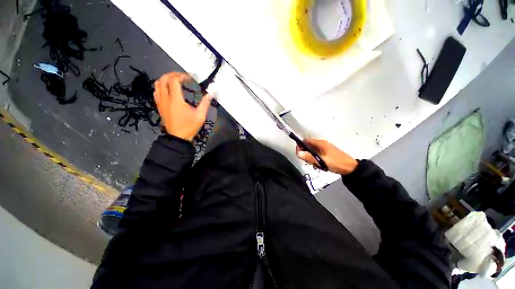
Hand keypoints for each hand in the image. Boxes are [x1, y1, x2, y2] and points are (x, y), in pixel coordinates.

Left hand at [154, 72, 211, 141]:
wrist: (178, 138)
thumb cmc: (189, 126)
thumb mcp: (200, 116)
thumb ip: (205, 103)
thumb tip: (211, 94)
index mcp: (176, 100)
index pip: (174, 81)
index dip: (182, 76)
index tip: (190, 78)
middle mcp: (165, 98)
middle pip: (163, 79)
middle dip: (173, 75)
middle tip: (183, 77)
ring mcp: (160, 102)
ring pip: (157, 84)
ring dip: (165, 79)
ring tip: (175, 81)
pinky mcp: (159, 106)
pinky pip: (156, 91)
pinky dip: (161, 86)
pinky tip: (169, 89)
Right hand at [296, 138, 357, 174]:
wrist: (351, 168)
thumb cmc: (336, 163)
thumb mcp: (321, 161)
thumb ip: (309, 157)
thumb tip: (298, 153)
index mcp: (320, 143)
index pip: (305, 141)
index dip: (300, 146)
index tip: (299, 154)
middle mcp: (321, 144)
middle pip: (308, 146)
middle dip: (305, 154)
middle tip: (308, 162)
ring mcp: (324, 148)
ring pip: (312, 151)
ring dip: (310, 158)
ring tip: (314, 165)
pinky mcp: (326, 153)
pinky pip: (317, 154)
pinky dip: (315, 159)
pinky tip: (318, 166)